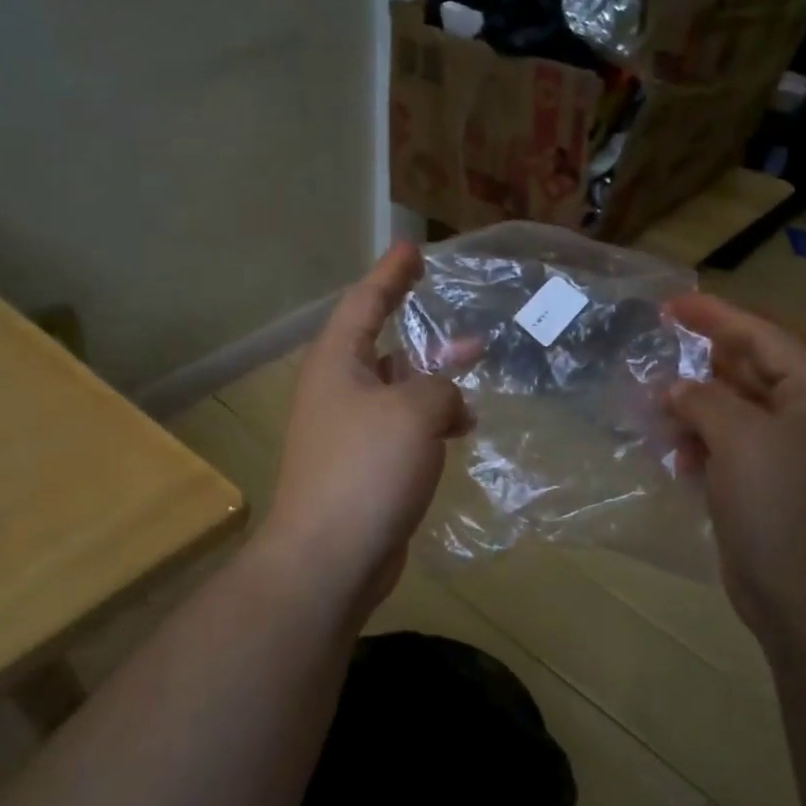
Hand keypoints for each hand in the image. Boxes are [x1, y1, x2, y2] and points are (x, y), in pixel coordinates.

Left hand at [258, 244, 469, 615]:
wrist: (330, 556)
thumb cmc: (366, 469)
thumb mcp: (414, 411)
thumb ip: (439, 388)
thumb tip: (446, 402)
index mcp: (337, 363)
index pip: (364, 302)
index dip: (390, 274)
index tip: (412, 249)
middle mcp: (337, 390)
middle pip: (384, 346)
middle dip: (425, 335)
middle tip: (466, 327)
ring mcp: (348, 431)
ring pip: (398, 390)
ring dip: (434, 383)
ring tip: (475, 378)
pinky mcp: (363, 467)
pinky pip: (402, 428)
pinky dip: (430, 422)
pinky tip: (461, 430)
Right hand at [665, 293, 805, 648]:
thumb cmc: (780, 504)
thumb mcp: (739, 437)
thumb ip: (704, 400)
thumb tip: (677, 390)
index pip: (764, 338)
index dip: (718, 317)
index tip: (673, 305)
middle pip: (751, 374)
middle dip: (703, 365)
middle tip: (657, 352)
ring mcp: (791, 458)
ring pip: (735, 415)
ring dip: (695, 409)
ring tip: (653, 408)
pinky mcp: (769, 491)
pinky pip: (730, 451)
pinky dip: (701, 446)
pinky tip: (673, 453)